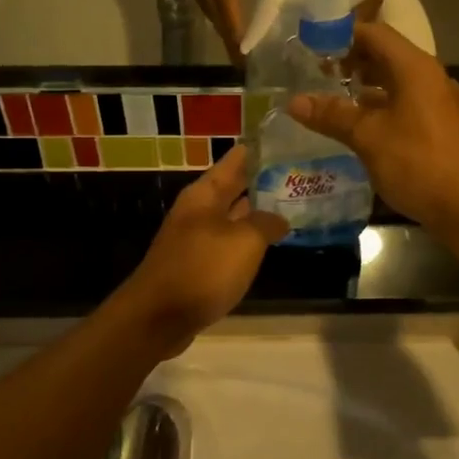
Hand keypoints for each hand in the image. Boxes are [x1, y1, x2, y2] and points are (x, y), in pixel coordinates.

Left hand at [115, 146, 287, 355]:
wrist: (157, 318)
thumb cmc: (201, 270)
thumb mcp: (243, 241)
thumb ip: (266, 224)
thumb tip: (279, 218)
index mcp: (204, 195)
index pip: (236, 160)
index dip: (260, 149)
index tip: (288, 139)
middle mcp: (198, 211)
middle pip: (234, 187)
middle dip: (264, 181)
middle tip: (301, 173)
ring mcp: (197, 239)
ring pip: (234, 217)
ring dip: (258, 212)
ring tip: (293, 204)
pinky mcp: (198, 266)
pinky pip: (229, 244)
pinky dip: (249, 241)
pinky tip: (269, 245)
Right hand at [155, 0, 263, 62]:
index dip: (234, 24)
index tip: (242, 49)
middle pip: (214, 11)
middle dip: (228, 38)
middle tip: (243, 62)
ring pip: (207, 9)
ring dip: (222, 29)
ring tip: (236, 49)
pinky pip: (204, 1)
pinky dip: (216, 16)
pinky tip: (226, 23)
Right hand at [285, 22, 458, 234]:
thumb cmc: (417, 163)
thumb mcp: (368, 137)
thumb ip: (332, 115)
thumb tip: (293, 102)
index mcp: (414, 68)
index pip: (374, 33)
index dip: (340, 35)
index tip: (310, 45)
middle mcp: (428, 77)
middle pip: (384, 54)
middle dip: (349, 60)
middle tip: (314, 71)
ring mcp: (435, 102)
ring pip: (393, 80)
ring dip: (363, 84)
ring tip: (329, 95)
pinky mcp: (437, 125)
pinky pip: (402, 102)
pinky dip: (378, 105)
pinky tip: (355, 123)